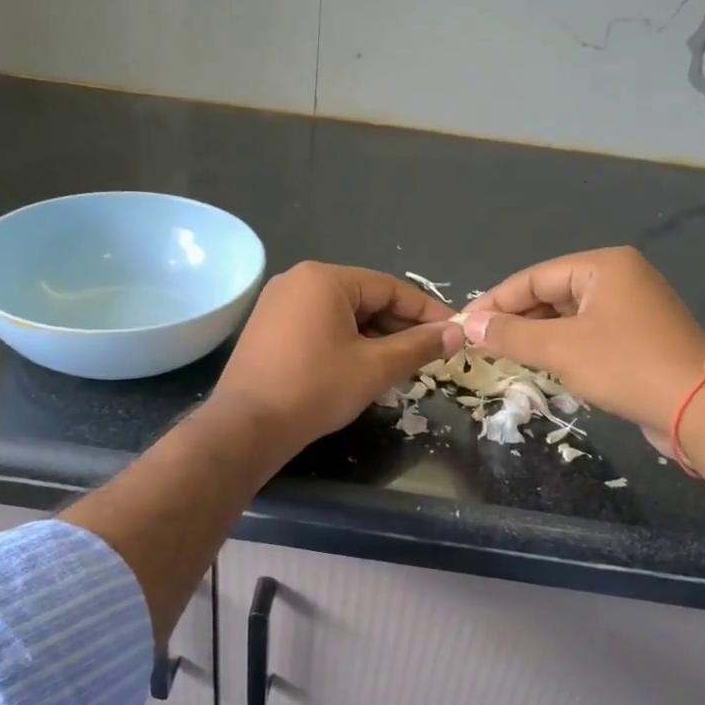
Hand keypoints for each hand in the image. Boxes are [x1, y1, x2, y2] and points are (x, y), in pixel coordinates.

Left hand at [209, 262, 463, 460]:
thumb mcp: (375, 367)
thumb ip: (418, 346)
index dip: (426, 311)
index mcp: (324, 278)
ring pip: (342, 314)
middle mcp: (298, 280)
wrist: (247, 425)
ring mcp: (278, 303)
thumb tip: (457, 333)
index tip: (454, 331)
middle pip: (364, 298)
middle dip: (399, 326)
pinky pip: (318, 325)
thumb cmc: (315, 389)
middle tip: (429, 354)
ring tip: (400, 364)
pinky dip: (345, 341)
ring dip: (374, 337)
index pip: (390, 288)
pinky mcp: (268, 327)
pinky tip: (362, 367)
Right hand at [462, 248, 704, 447]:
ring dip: (536, 334)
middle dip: (516, 318)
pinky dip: (561, 344)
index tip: (464, 324)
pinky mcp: (639, 335)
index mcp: (604, 266)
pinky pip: (587, 331)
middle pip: (551, 292)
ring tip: (502, 354)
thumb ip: (511, 334)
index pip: (534, 277)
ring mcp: (632, 306)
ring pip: (568, 314)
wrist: (700, 408)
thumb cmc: (626, 366)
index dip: (496, 301)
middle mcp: (620, 277)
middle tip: (480, 342)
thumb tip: (468, 324)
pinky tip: (540, 362)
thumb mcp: (560, 349)